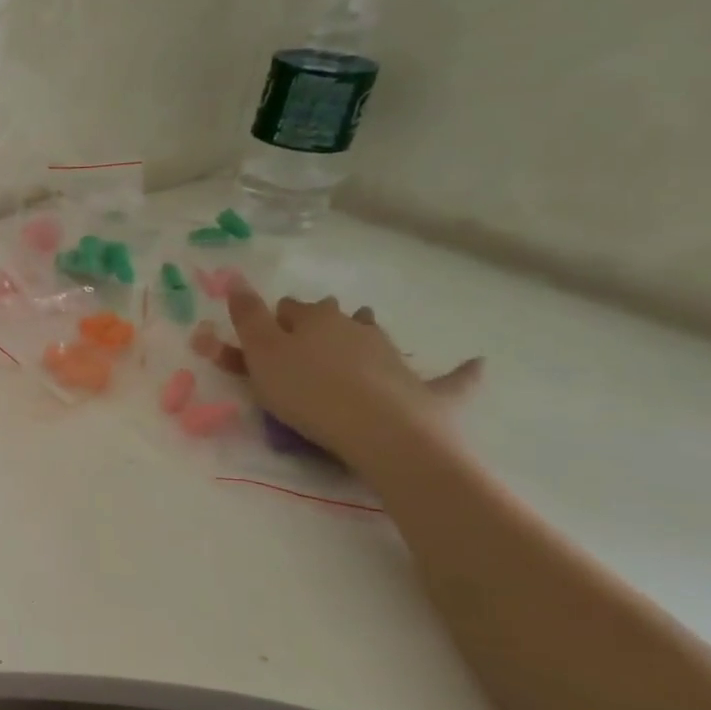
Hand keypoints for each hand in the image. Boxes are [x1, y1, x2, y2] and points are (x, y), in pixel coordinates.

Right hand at [224, 281, 481, 470]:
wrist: (381, 432)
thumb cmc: (307, 392)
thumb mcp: (261, 354)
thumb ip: (246, 317)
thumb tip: (235, 277)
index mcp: (314, 319)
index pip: (288, 308)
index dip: (272, 319)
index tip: (260, 338)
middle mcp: (356, 328)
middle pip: (333, 316)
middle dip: (319, 321)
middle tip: (304, 341)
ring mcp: (393, 356)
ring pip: (376, 335)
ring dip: (365, 333)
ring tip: (358, 343)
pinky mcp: (427, 389)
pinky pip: (450, 377)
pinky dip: (460, 371)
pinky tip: (476, 363)